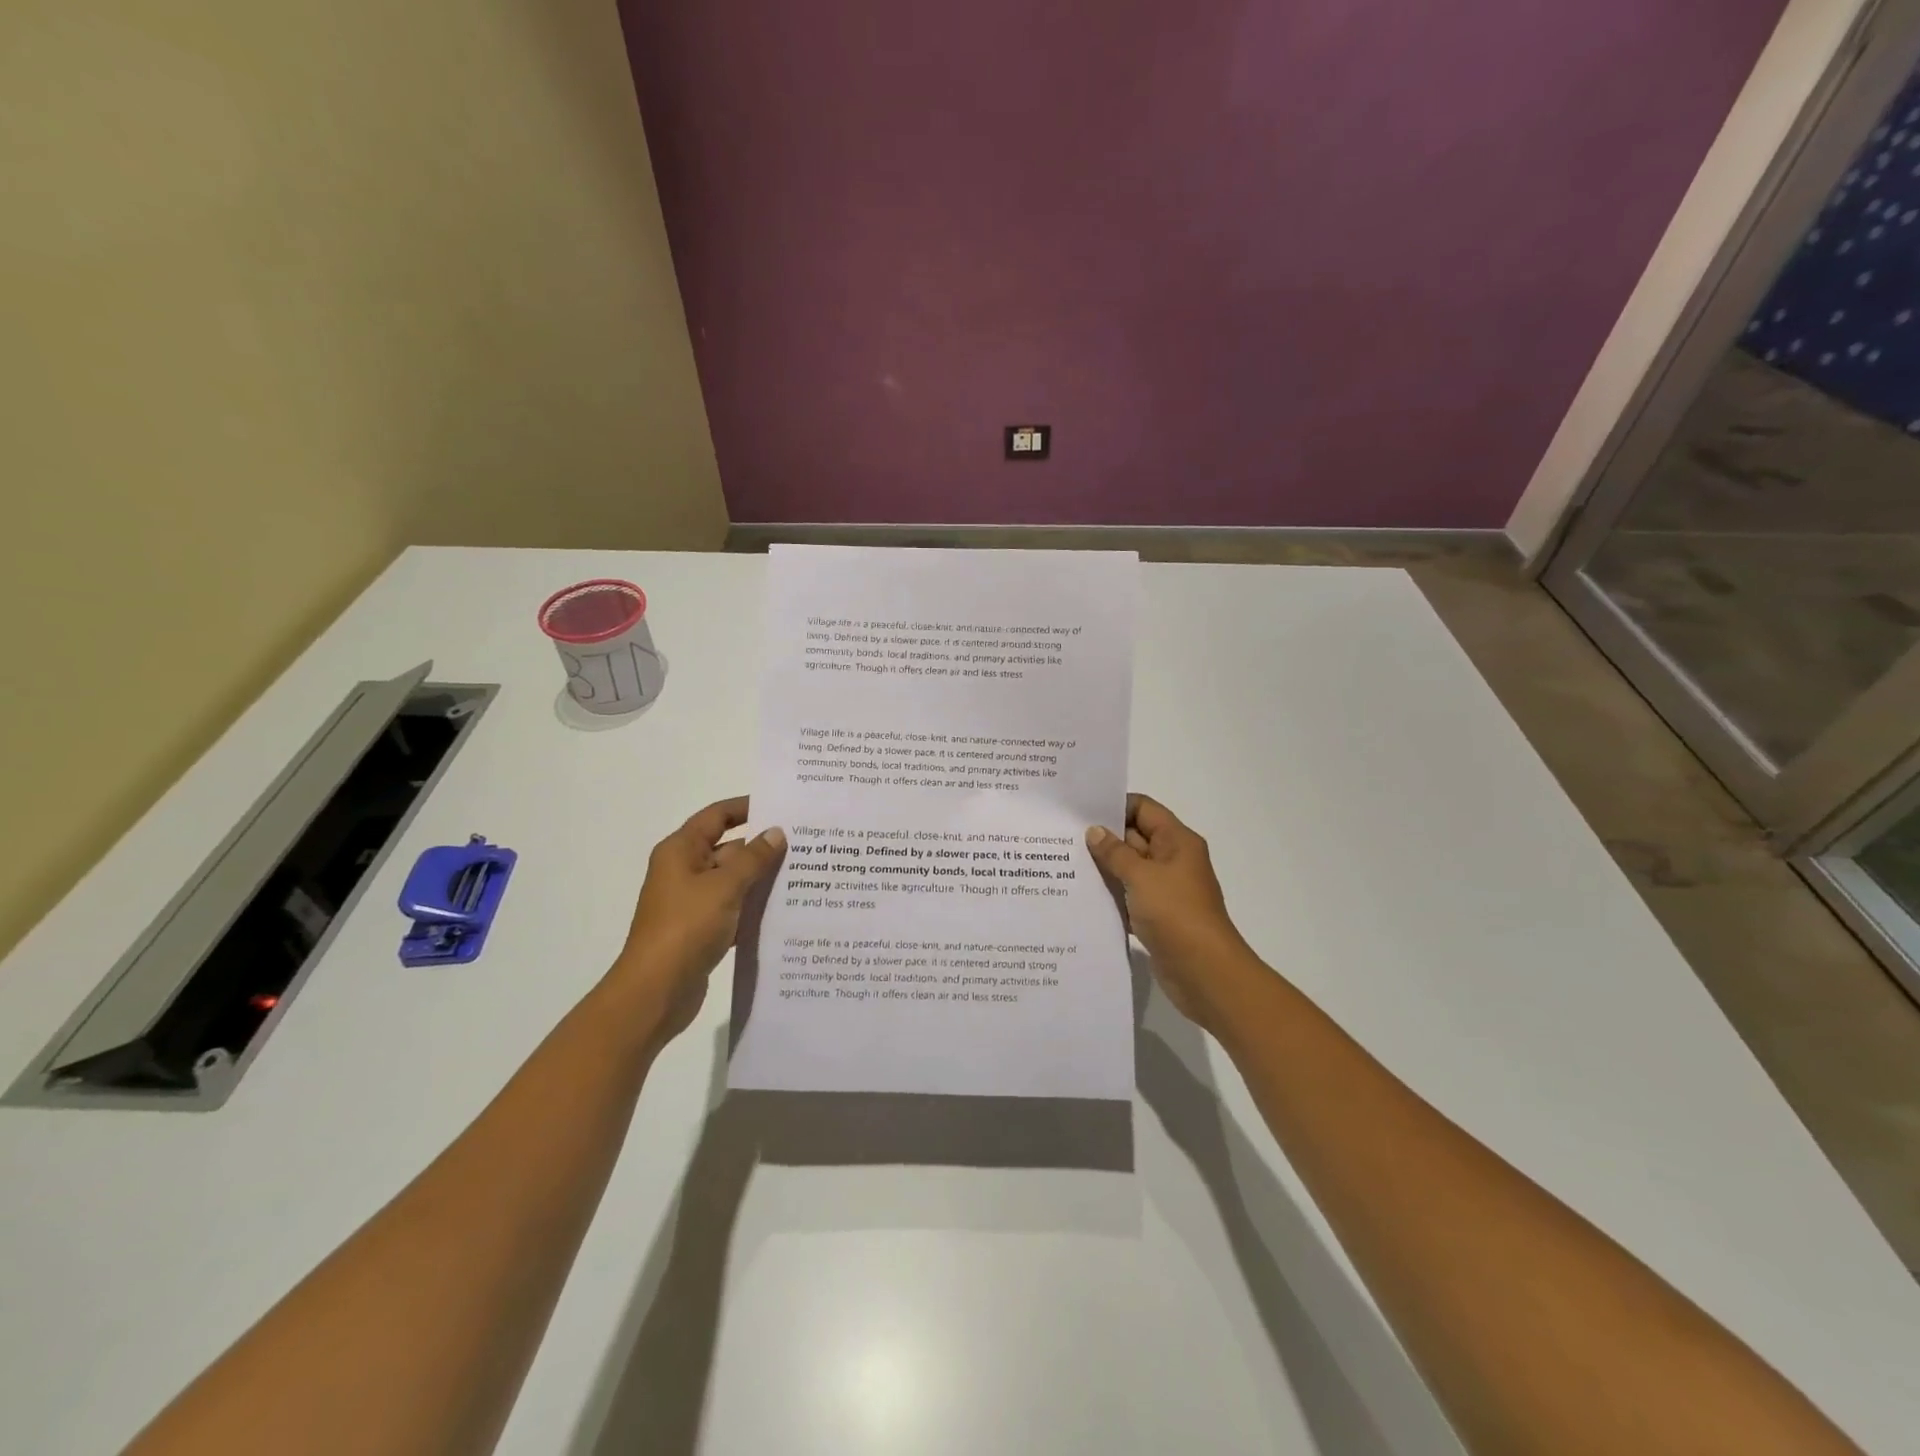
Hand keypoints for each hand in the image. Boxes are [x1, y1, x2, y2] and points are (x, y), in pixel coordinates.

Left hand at [609, 797, 784, 1048]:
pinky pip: (734, 907)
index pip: (716, 816)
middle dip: (763, 847)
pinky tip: (786, 908)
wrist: (655, 992)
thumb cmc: (686, 928)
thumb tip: (777, 832)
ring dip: (762, 878)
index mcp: (681, 851)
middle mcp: (684, 871)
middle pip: (728, 848)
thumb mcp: (724, 887)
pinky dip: (754, 906)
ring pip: (734, 880)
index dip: (747, 808)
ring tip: (805, 873)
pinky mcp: (702, 929)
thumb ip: (753, 858)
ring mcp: (693, 902)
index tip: (783, 807)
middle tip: (806, 844)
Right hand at [1087, 794, 1258, 1029]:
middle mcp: (1172, 860)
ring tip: (1064, 864)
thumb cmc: (1176, 913)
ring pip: (1129, 868)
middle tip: (1063, 838)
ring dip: (1103, 868)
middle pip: (1134, 837)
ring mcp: (1165, 889)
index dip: (1114, 806)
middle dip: (1102, 837)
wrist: (1204, 972)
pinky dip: (1110, 894)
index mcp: (1177, 841)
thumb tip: (1094, 831)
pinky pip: (1129, 895)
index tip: (1080, 811)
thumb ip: (1115, 852)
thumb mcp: (1141, 876)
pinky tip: (1081, 896)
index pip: (1143, 809)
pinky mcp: (1157, 915)